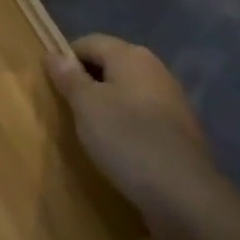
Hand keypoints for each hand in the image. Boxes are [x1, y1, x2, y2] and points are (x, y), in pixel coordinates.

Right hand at [46, 33, 224, 239]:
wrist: (186, 197)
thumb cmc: (127, 139)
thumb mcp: (85, 105)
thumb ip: (68, 76)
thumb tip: (54, 54)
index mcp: (131, 55)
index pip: (88, 42)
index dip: (66, 60)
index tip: (54, 87)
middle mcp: (155, 69)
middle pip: (109, 65)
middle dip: (87, 83)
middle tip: (68, 109)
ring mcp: (172, 101)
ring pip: (127, 92)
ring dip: (106, 106)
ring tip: (91, 131)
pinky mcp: (180, 131)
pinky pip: (143, 116)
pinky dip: (127, 125)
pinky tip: (119, 148)